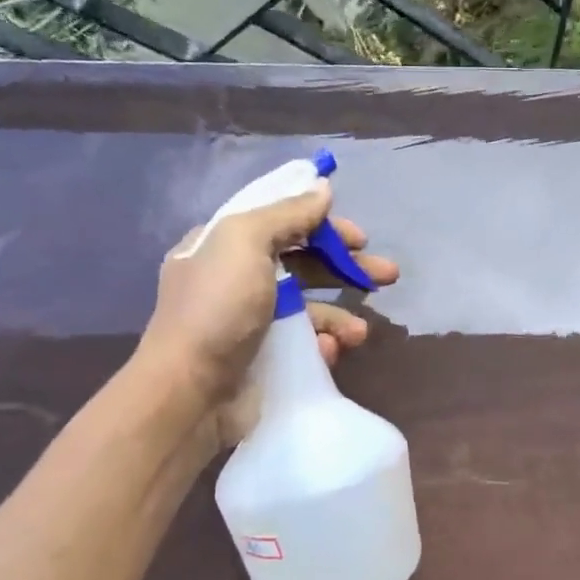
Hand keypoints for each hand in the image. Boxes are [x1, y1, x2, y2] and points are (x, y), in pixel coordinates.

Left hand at [134, 179, 398, 427]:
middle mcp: (237, 281)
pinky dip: (322, 346)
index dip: (322, 226)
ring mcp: (252, 325)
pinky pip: (305, 346)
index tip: (359, 238)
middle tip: (388, 275)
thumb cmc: (218, 308)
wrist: (191, 392)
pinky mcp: (265, 360)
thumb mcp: (246, 242)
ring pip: (310, 310)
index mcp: (224, 246)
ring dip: (340, 317)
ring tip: (359, 333)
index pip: (281, 223)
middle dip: (347, 269)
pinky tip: (329, 352)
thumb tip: (322, 188)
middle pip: (304, 266)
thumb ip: (287, 213)